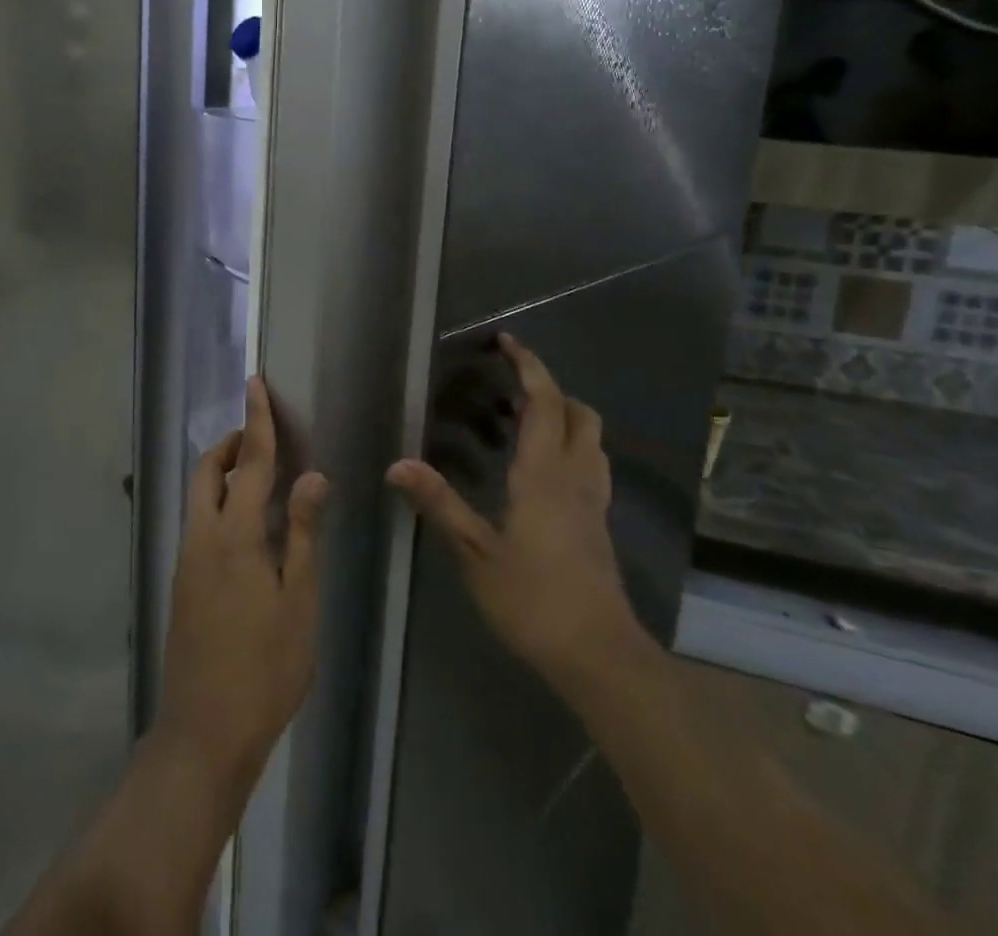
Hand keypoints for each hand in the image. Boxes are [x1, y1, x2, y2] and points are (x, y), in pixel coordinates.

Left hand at [157, 377, 328, 796]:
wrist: (204, 733)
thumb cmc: (265, 668)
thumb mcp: (299, 601)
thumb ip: (302, 532)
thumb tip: (312, 476)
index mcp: (235, 535)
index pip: (253, 462)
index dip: (258, 420)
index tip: (255, 381)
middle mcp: (202, 537)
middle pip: (209, 470)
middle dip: (233, 442)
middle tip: (263, 435)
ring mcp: (187, 560)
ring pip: (199, 495)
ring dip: (225, 472)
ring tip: (262, 475)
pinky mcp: (182, 583)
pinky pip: (200, 521)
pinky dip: (221, 502)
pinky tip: (249, 527)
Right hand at [387, 334, 651, 696]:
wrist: (598, 655)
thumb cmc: (533, 600)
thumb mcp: (475, 553)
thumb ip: (439, 504)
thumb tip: (397, 464)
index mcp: (545, 474)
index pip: (545, 402)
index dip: (529, 366)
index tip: (507, 341)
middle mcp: (576, 476)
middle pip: (578, 412)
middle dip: (550, 389)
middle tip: (509, 389)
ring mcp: (594, 500)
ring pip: (591, 438)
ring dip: (563, 416)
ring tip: (522, 423)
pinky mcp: (599, 523)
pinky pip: (591, 464)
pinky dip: (571, 446)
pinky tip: (542, 471)